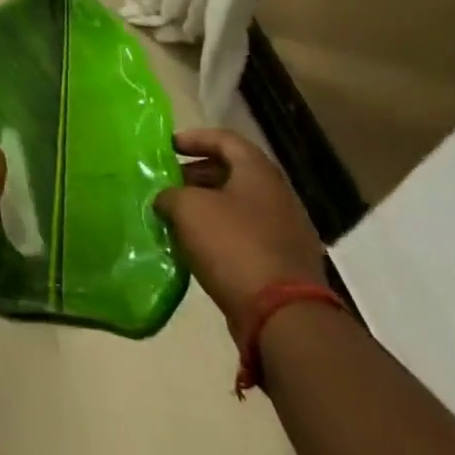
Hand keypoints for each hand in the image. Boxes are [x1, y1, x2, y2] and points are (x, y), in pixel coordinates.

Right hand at [154, 127, 328, 329]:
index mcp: (259, 173)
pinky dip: (221, 234)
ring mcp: (287, 232)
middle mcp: (279, 196)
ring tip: (177, 216)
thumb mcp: (187, 209)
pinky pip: (247, 236)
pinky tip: (197, 247)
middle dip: (198, 175)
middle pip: (234, 173)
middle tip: (169, 184)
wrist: (283, 316)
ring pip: (240, 207)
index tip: (168, 146)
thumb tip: (167, 199)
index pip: (226, 139)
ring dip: (208, 207)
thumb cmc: (233, 245)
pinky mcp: (286, 264)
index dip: (194, 138)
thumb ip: (170, 195)